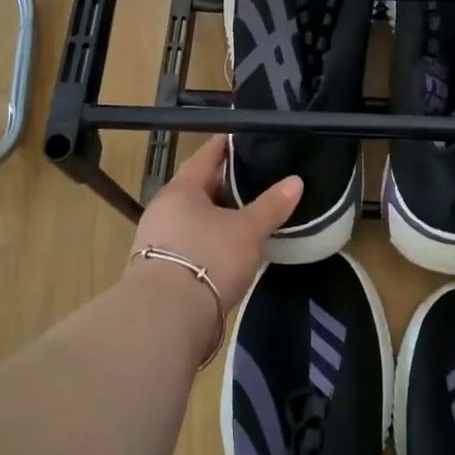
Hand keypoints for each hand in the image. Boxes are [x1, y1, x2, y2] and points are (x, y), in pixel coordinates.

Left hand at [131, 136, 301, 312]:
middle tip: (257, 178)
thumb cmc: (208, 259)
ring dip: (219, 216)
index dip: (226, 145)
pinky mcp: (160, 269)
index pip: (206, 156)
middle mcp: (164, 208)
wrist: (166, 318)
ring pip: (195, 218)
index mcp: (181, 189)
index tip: (245, 136)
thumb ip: (271, 205)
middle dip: (226, 184)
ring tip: (249, 215)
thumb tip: (296, 181)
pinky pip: (192, 243)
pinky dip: (211, 240)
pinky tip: (231, 248)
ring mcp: (158, 240)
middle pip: (199, 188)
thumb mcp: (248, 231)